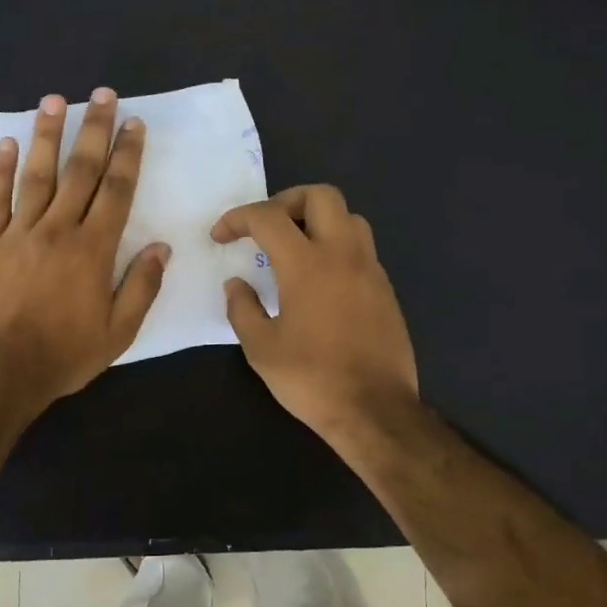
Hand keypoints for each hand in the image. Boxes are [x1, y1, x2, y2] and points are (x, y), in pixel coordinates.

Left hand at [0, 88, 169, 412]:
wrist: (2, 372)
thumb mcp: (119, 331)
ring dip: (47, 135)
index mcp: (93, 249)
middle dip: (94, 130)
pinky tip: (5, 142)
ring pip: (36, 175)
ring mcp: (18, 234)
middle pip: (80, 171)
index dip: (127, 155)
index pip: (116, 190)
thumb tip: (162, 247)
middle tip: (102, 95)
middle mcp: (58, 230)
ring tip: (54, 100)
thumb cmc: (66, 354)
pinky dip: (0, 170)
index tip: (134, 125)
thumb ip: (142, 286)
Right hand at [212, 185, 418, 448]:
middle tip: (266, 229)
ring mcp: (370, 269)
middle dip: (286, 201)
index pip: (268, 217)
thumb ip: (243, 308)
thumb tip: (237, 284)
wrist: (375, 410)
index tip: (221, 236)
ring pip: (348, 217)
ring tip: (294, 248)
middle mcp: (343, 255)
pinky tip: (320, 280)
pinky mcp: (385, 289)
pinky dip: (336, 247)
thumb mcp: (261, 349)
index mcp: (307, 264)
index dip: (238, 218)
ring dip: (318, 220)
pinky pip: (361, 248)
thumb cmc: (312, 379)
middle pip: (321, 196)